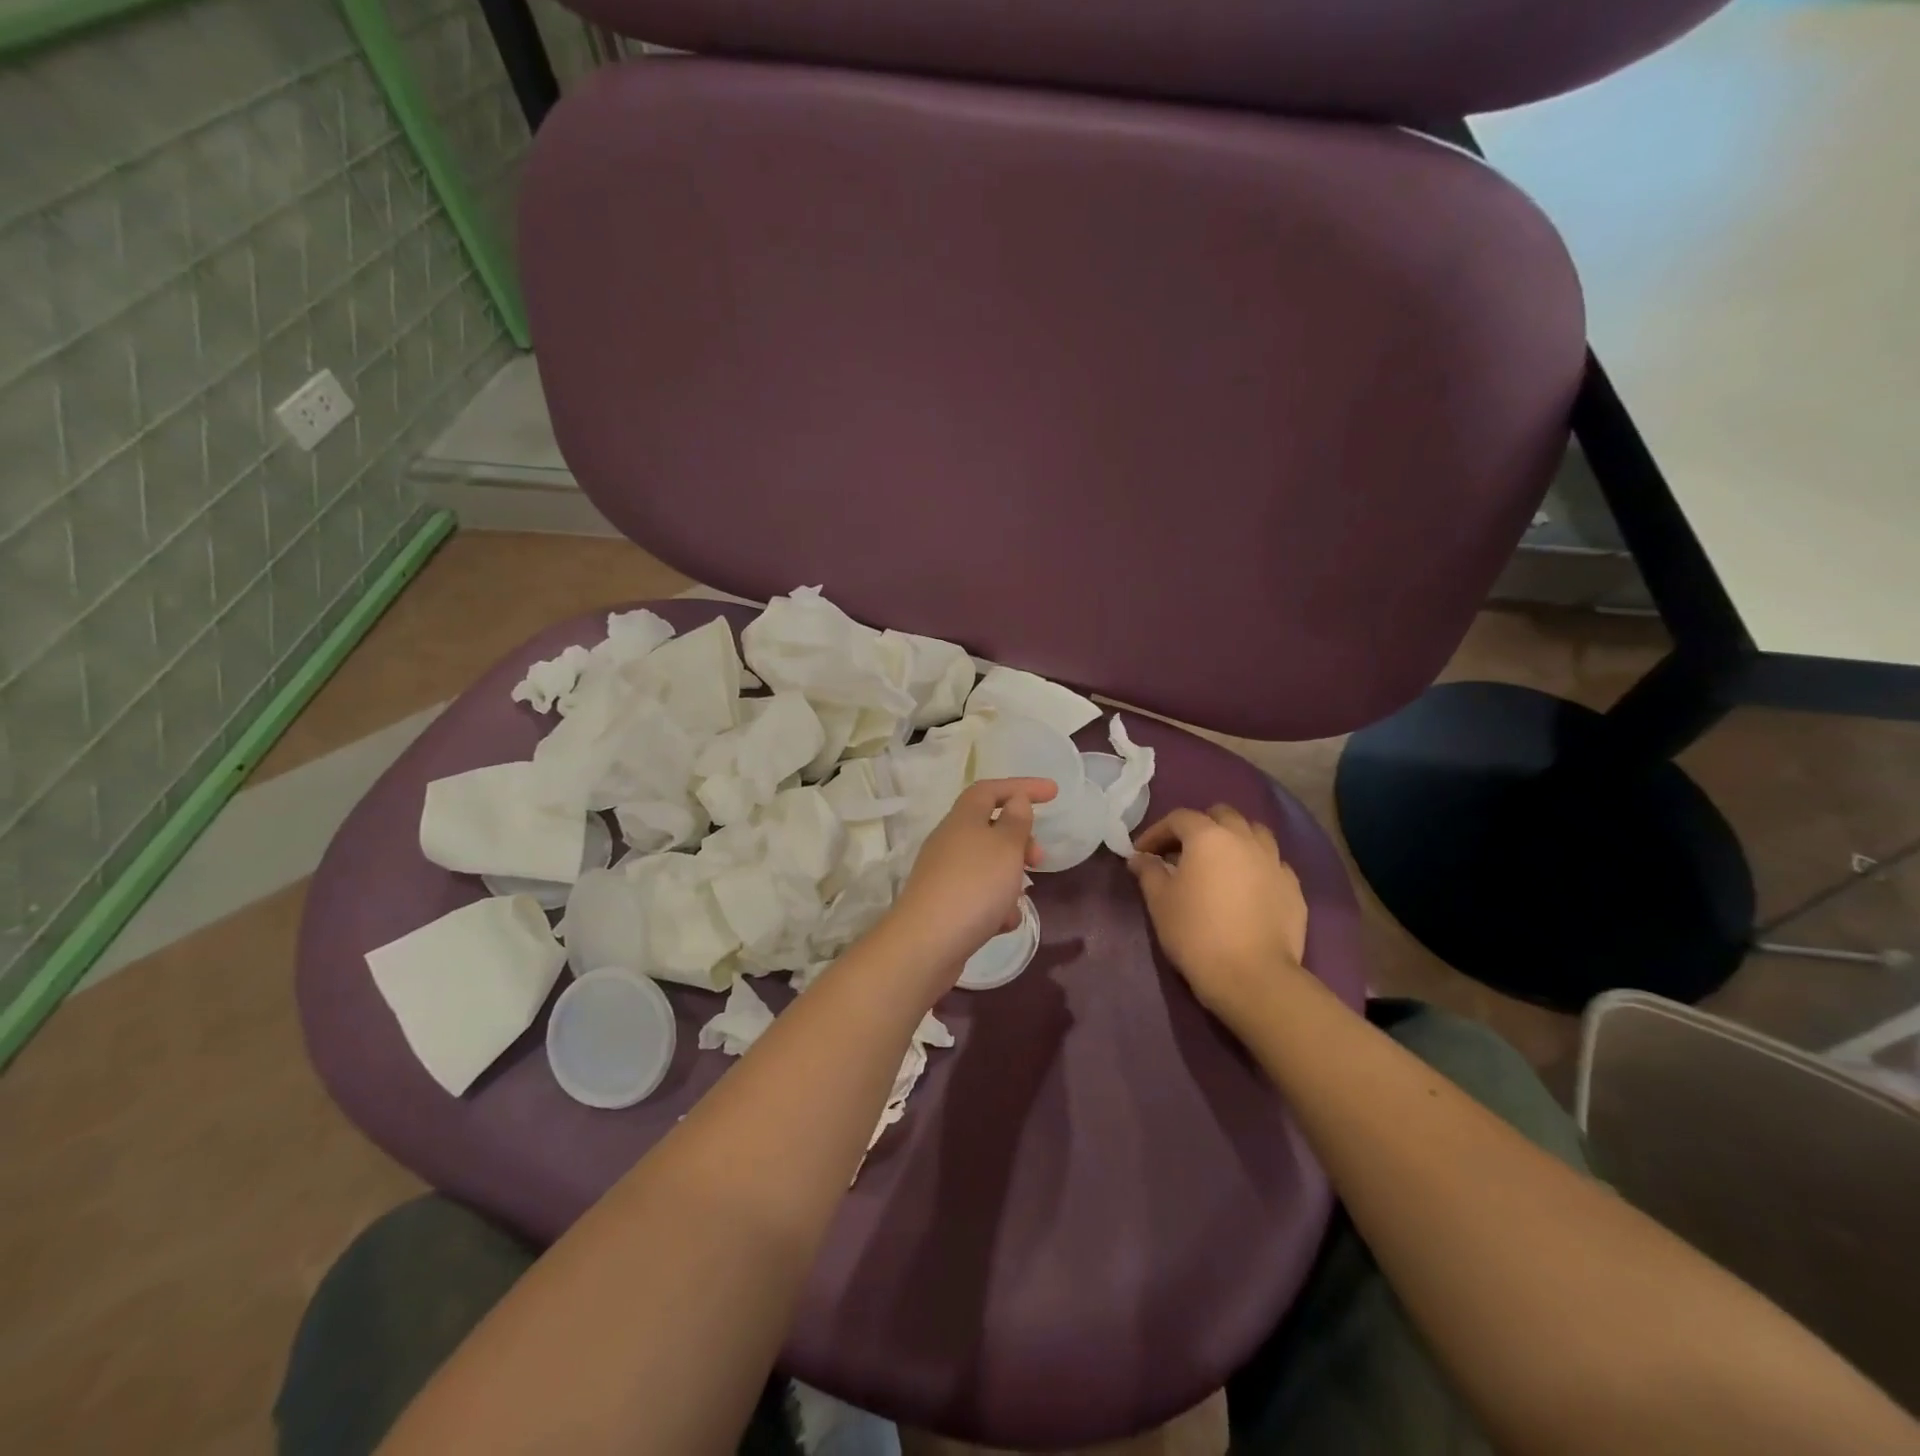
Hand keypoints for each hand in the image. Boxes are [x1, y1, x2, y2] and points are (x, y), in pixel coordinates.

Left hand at [888, 777, 1056, 976]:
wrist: (927, 944)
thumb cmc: (974, 886)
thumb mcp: (1005, 848)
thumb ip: (1015, 822)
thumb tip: (1015, 801)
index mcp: (962, 819)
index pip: (990, 790)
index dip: (1022, 786)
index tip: (1053, 793)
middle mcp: (949, 842)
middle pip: (989, 828)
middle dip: (1020, 840)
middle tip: (1040, 858)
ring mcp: (944, 875)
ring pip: (986, 865)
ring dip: (1010, 877)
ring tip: (1022, 898)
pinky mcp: (944, 905)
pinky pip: (978, 896)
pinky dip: (996, 905)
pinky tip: (1004, 923)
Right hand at [1129, 805, 1308, 1019]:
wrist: (1252, 976)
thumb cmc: (1196, 933)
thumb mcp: (1160, 901)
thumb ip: (1148, 872)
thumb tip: (1140, 858)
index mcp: (1209, 836)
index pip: (1179, 819)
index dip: (1157, 832)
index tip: (1143, 853)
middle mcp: (1245, 839)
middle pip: (1222, 815)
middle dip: (1199, 827)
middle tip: (1182, 852)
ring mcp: (1274, 861)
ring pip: (1254, 833)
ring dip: (1233, 839)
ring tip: (1220, 863)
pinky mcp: (1293, 887)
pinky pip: (1273, 863)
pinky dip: (1256, 865)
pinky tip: (1247, 886)